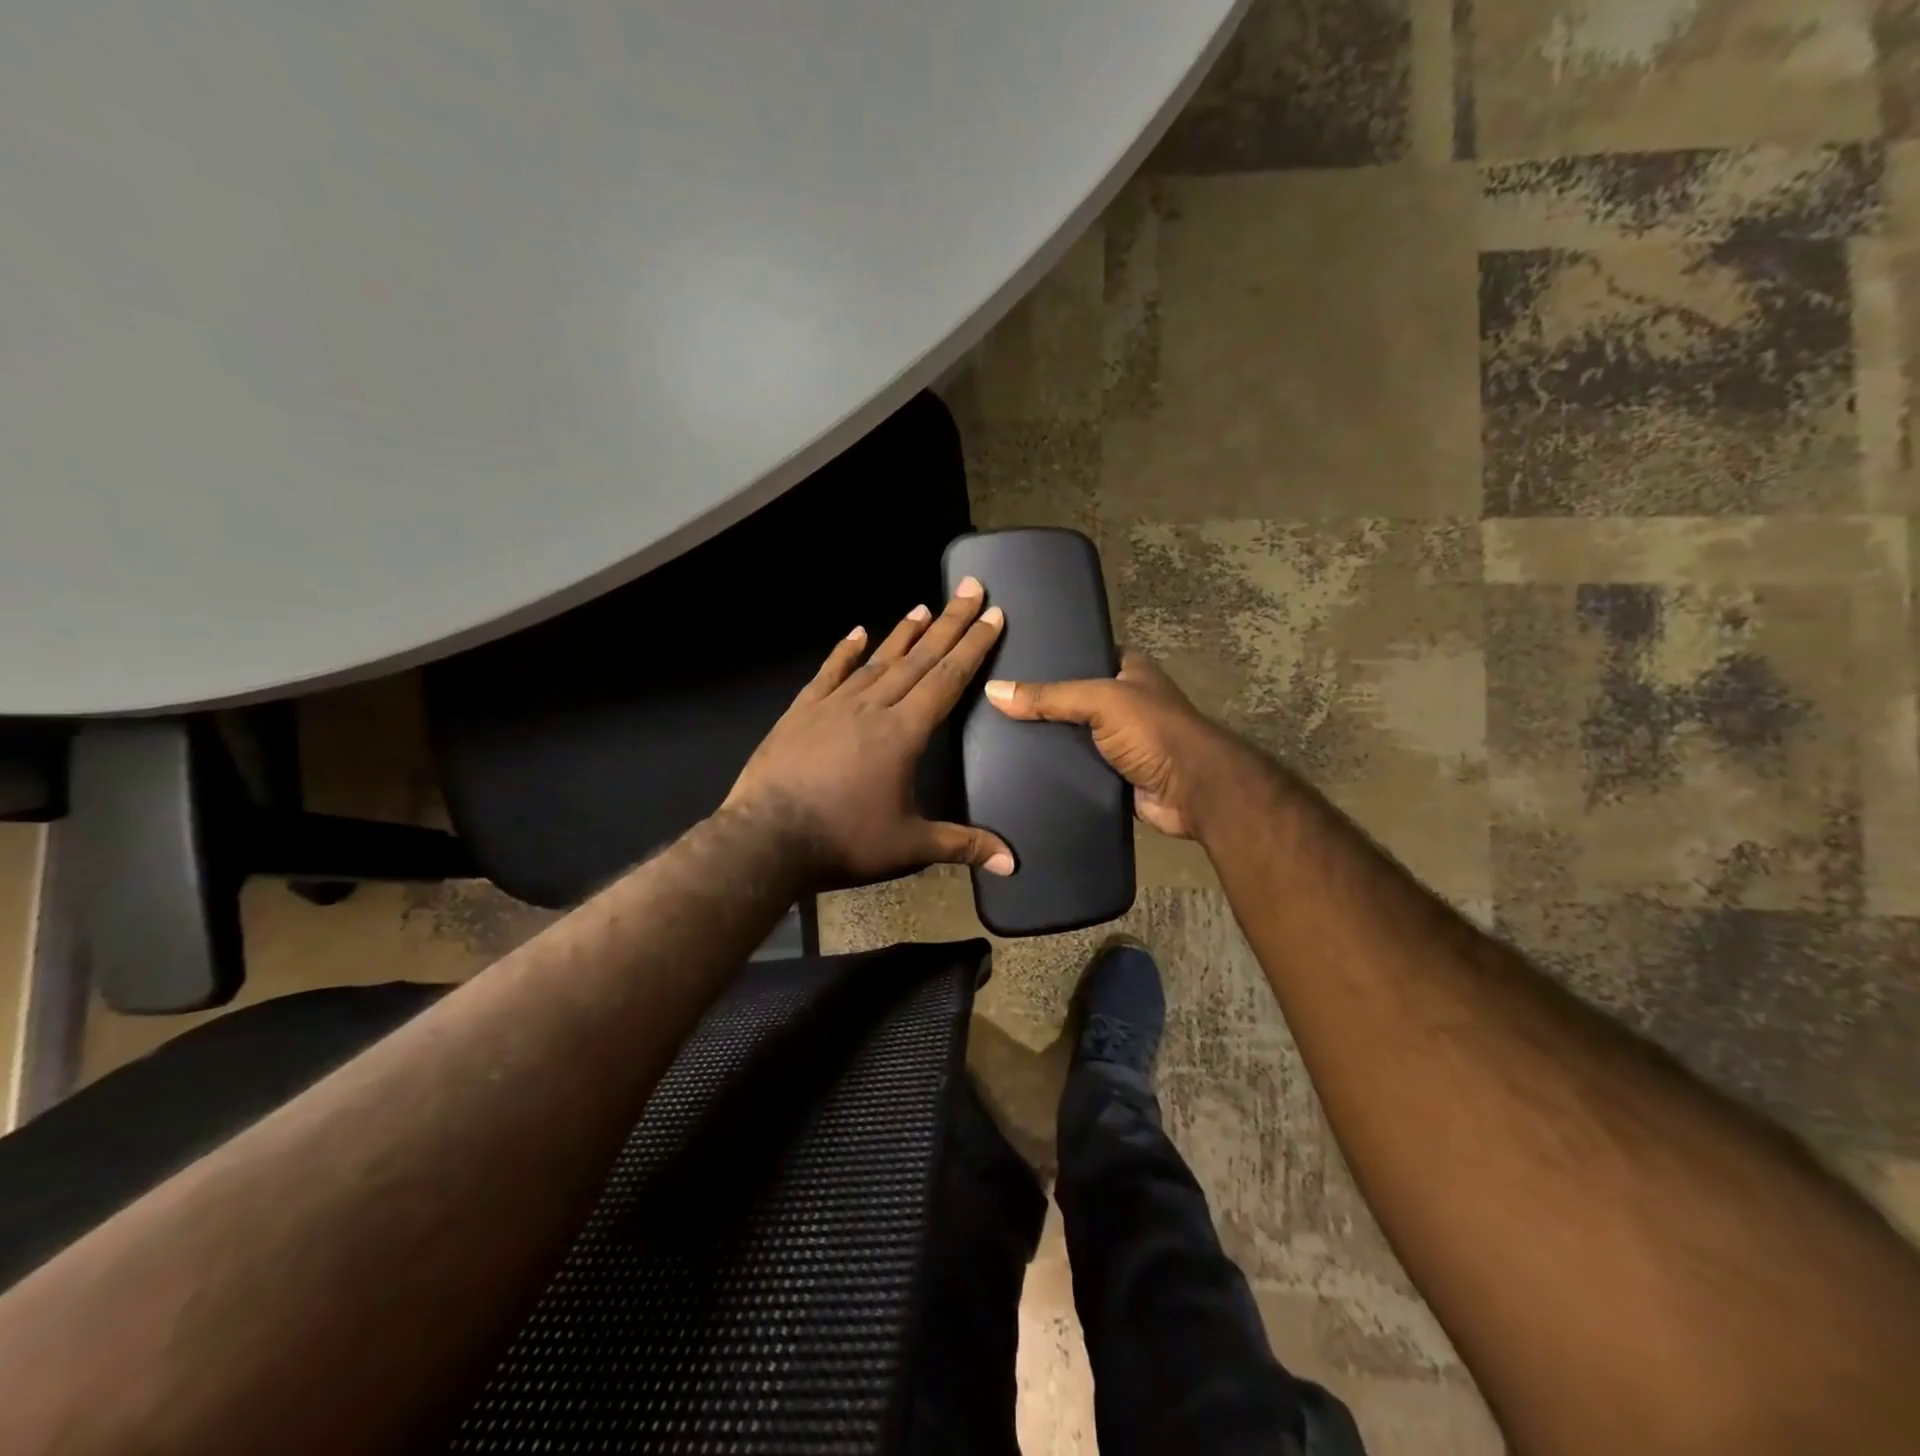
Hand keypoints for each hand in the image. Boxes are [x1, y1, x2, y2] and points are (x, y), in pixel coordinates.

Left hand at [724, 581, 1015, 888]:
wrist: (765, 840)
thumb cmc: (843, 842)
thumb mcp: (909, 847)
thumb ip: (962, 845)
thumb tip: (1013, 862)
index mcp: (904, 733)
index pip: (947, 679)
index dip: (974, 646)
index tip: (992, 615)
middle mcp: (872, 707)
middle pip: (919, 658)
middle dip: (949, 623)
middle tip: (970, 589)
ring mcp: (833, 705)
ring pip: (877, 660)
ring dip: (904, 634)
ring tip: (924, 607)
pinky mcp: (801, 712)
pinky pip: (829, 673)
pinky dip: (845, 651)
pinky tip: (857, 631)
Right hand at [984, 652, 1251, 839]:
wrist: (1192, 790)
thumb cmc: (1153, 730)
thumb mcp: (1100, 700)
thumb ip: (1049, 697)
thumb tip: (994, 691)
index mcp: (1128, 670)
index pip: (1080, 656)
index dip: (1048, 659)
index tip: (1005, 663)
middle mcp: (1124, 702)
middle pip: (1071, 699)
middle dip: (1040, 704)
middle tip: (991, 704)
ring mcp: (1119, 741)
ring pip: (1072, 736)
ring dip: (1046, 741)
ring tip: (995, 737)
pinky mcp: (1113, 775)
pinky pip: (1076, 768)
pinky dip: (1055, 770)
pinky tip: (1019, 769)